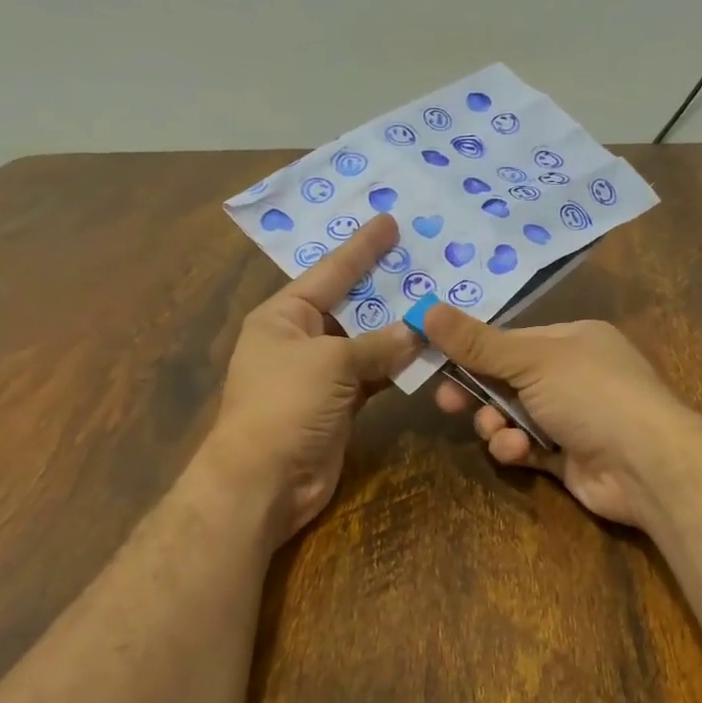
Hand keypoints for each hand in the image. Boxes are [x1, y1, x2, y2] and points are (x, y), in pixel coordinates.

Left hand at [203, 213, 420, 543]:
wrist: (264, 480)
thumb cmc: (286, 405)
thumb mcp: (331, 362)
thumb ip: (378, 345)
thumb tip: (418, 333)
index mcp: (284, 316)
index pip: (329, 272)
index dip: (361, 248)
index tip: (389, 221)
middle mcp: (300, 340)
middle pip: (350, 306)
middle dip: (385, 289)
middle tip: (425, 263)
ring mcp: (319, 375)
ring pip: (366, 344)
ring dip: (397, 332)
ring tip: (436, 304)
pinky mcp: (337, 406)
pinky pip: (372, 377)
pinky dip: (396, 369)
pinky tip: (425, 355)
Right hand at [423, 306, 701, 528]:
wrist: (646, 464)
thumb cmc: (591, 395)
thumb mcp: (531, 361)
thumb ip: (478, 344)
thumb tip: (427, 309)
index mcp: (572, 340)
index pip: (510, 341)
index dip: (472, 352)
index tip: (436, 362)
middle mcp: (573, 375)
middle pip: (507, 380)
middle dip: (478, 393)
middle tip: (447, 404)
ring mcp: (572, 418)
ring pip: (513, 417)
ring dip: (498, 426)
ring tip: (501, 434)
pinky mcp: (568, 457)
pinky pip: (527, 447)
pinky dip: (517, 449)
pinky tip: (519, 452)